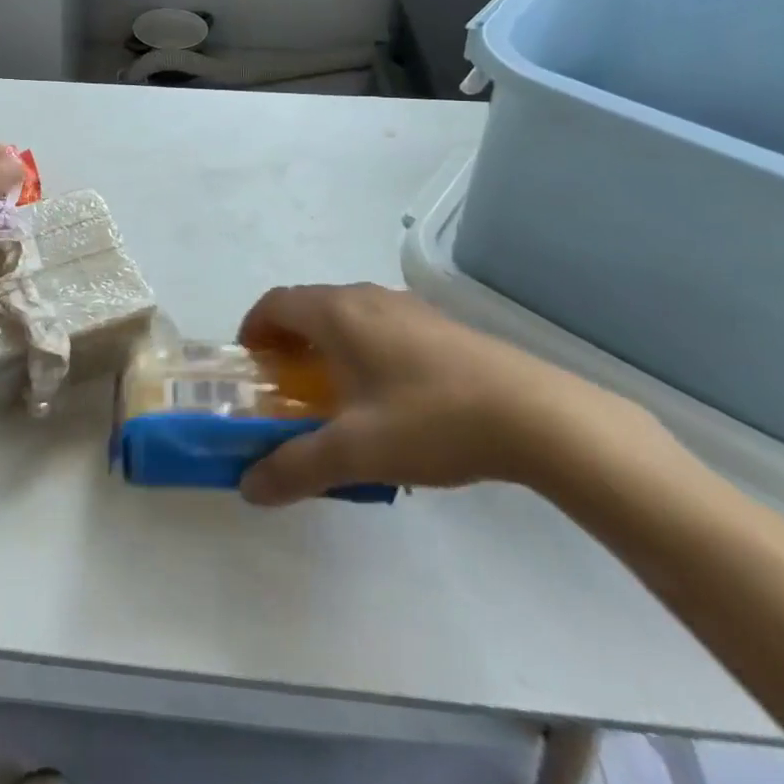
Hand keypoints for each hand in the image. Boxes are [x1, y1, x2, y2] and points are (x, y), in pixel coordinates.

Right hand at [236, 284, 662, 505]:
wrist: (534, 414)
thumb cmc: (430, 420)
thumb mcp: (356, 452)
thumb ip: (295, 468)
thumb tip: (248, 488)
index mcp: (336, 313)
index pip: (274, 303)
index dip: (252, 329)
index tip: (249, 366)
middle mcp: (366, 296)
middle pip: (308, 305)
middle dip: (286, 340)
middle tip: (285, 386)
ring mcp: (407, 305)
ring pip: (347, 313)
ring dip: (325, 343)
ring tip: (334, 392)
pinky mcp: (439, 323)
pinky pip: (380, 323)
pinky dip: (361, 345)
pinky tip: (388, 395)